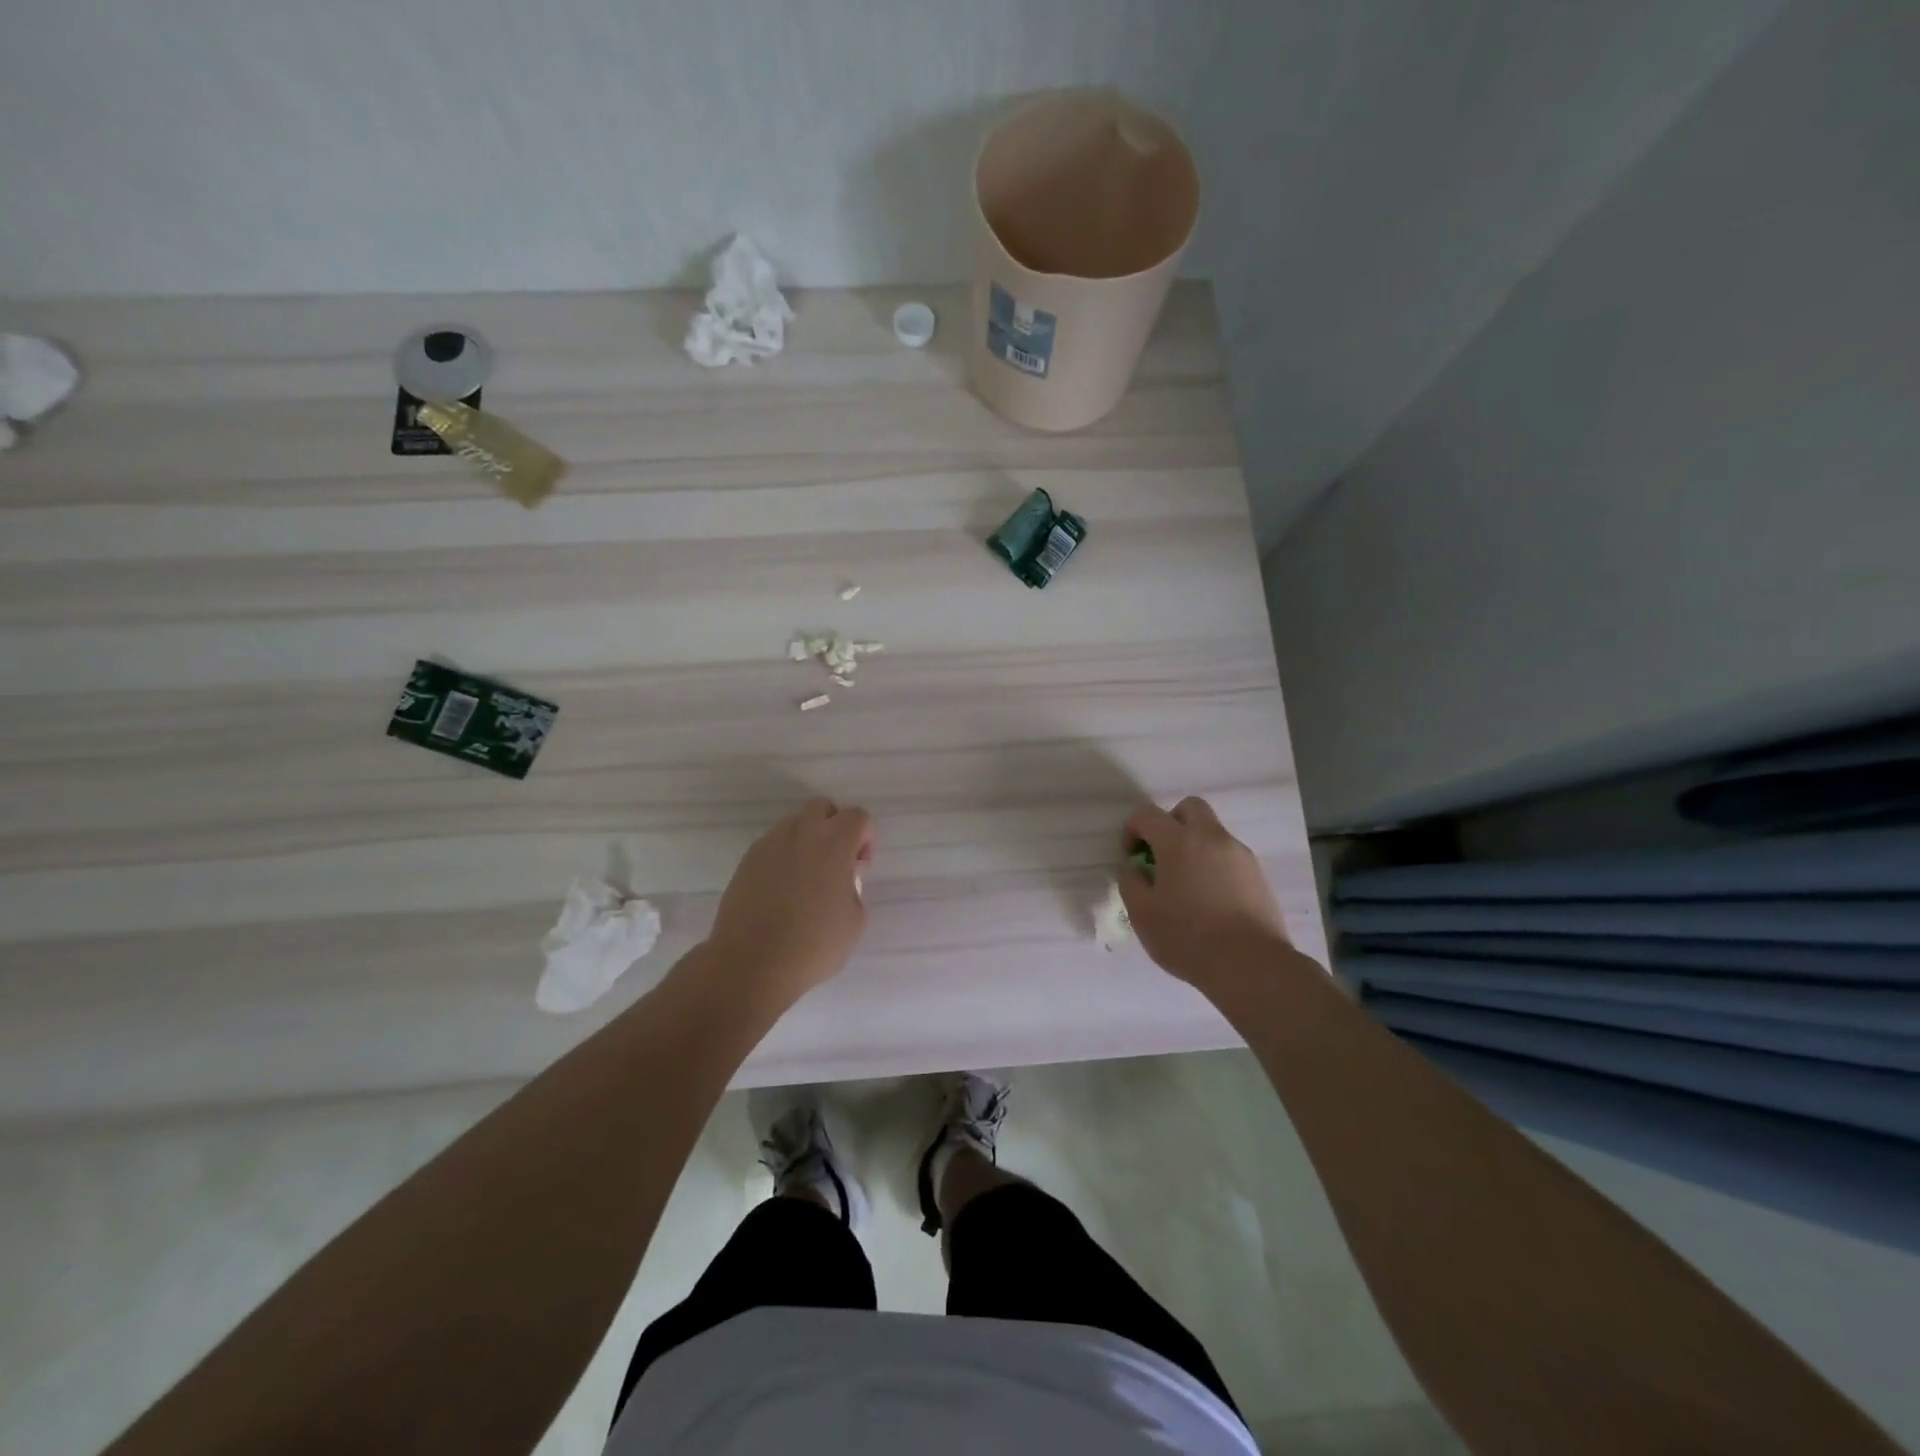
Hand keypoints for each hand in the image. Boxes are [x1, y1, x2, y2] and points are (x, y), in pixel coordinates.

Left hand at [705, 798, 875, 1004]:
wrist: (751, 963)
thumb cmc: (813, 944)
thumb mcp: (855, 921)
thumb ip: (853, 888)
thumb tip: (840, 880)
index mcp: (833, 841)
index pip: (857, 816)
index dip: (865, 838)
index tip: (860, 867)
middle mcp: (801, 833)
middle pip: (822, 807)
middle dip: (834, 826)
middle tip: (836, 863)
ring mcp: (769, 844)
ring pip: (794, 824)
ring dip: (807, 840)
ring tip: (807, 878)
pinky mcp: (746, 861)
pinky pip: (772, 846)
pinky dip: (783, 857)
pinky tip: (782, 891)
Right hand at [1118, 797, 1288, 988]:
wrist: (1250, 965)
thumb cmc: (1187, 937)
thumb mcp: (1141, 913)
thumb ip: (1130, 881)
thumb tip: (1134, 867)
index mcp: (1178, 841)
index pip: (1148, 814)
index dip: (1132, 829)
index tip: (1131, 856)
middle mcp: (1211, 838)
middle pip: (1190, 808)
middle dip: (1171, 822)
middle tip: (1162, 855)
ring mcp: (1240, 855)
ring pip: (1213, 833)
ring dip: (1195, 846)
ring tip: (1188, 885)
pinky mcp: (1258, 875)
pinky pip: (1230, 857)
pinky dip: (1215, 866)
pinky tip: (1211, 900)